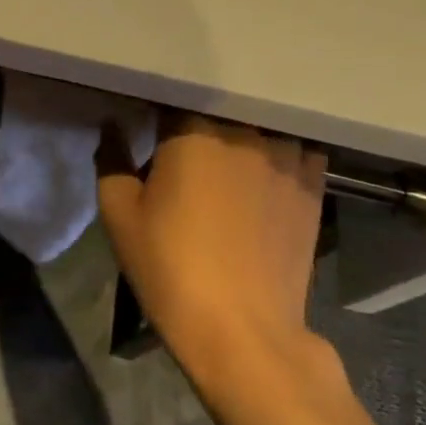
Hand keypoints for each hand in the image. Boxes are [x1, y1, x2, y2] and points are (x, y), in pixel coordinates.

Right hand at [97, 116, 330, 378]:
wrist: (242, 329)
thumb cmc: (170, 267)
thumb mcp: (120, 215)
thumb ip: (112, 158)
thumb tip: (112, 124)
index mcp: (193, 130)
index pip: (174, 95)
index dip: (158, 108)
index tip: (148, 122)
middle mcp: (244, 131)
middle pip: (220, 107)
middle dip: (200, 118)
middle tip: (183, 142)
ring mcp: (286, 155)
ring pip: (260, 123)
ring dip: (242, 131)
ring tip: (227, 152)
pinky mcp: (313, 185)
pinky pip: (296, 147)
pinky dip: (279, 150)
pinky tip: (266, 168)